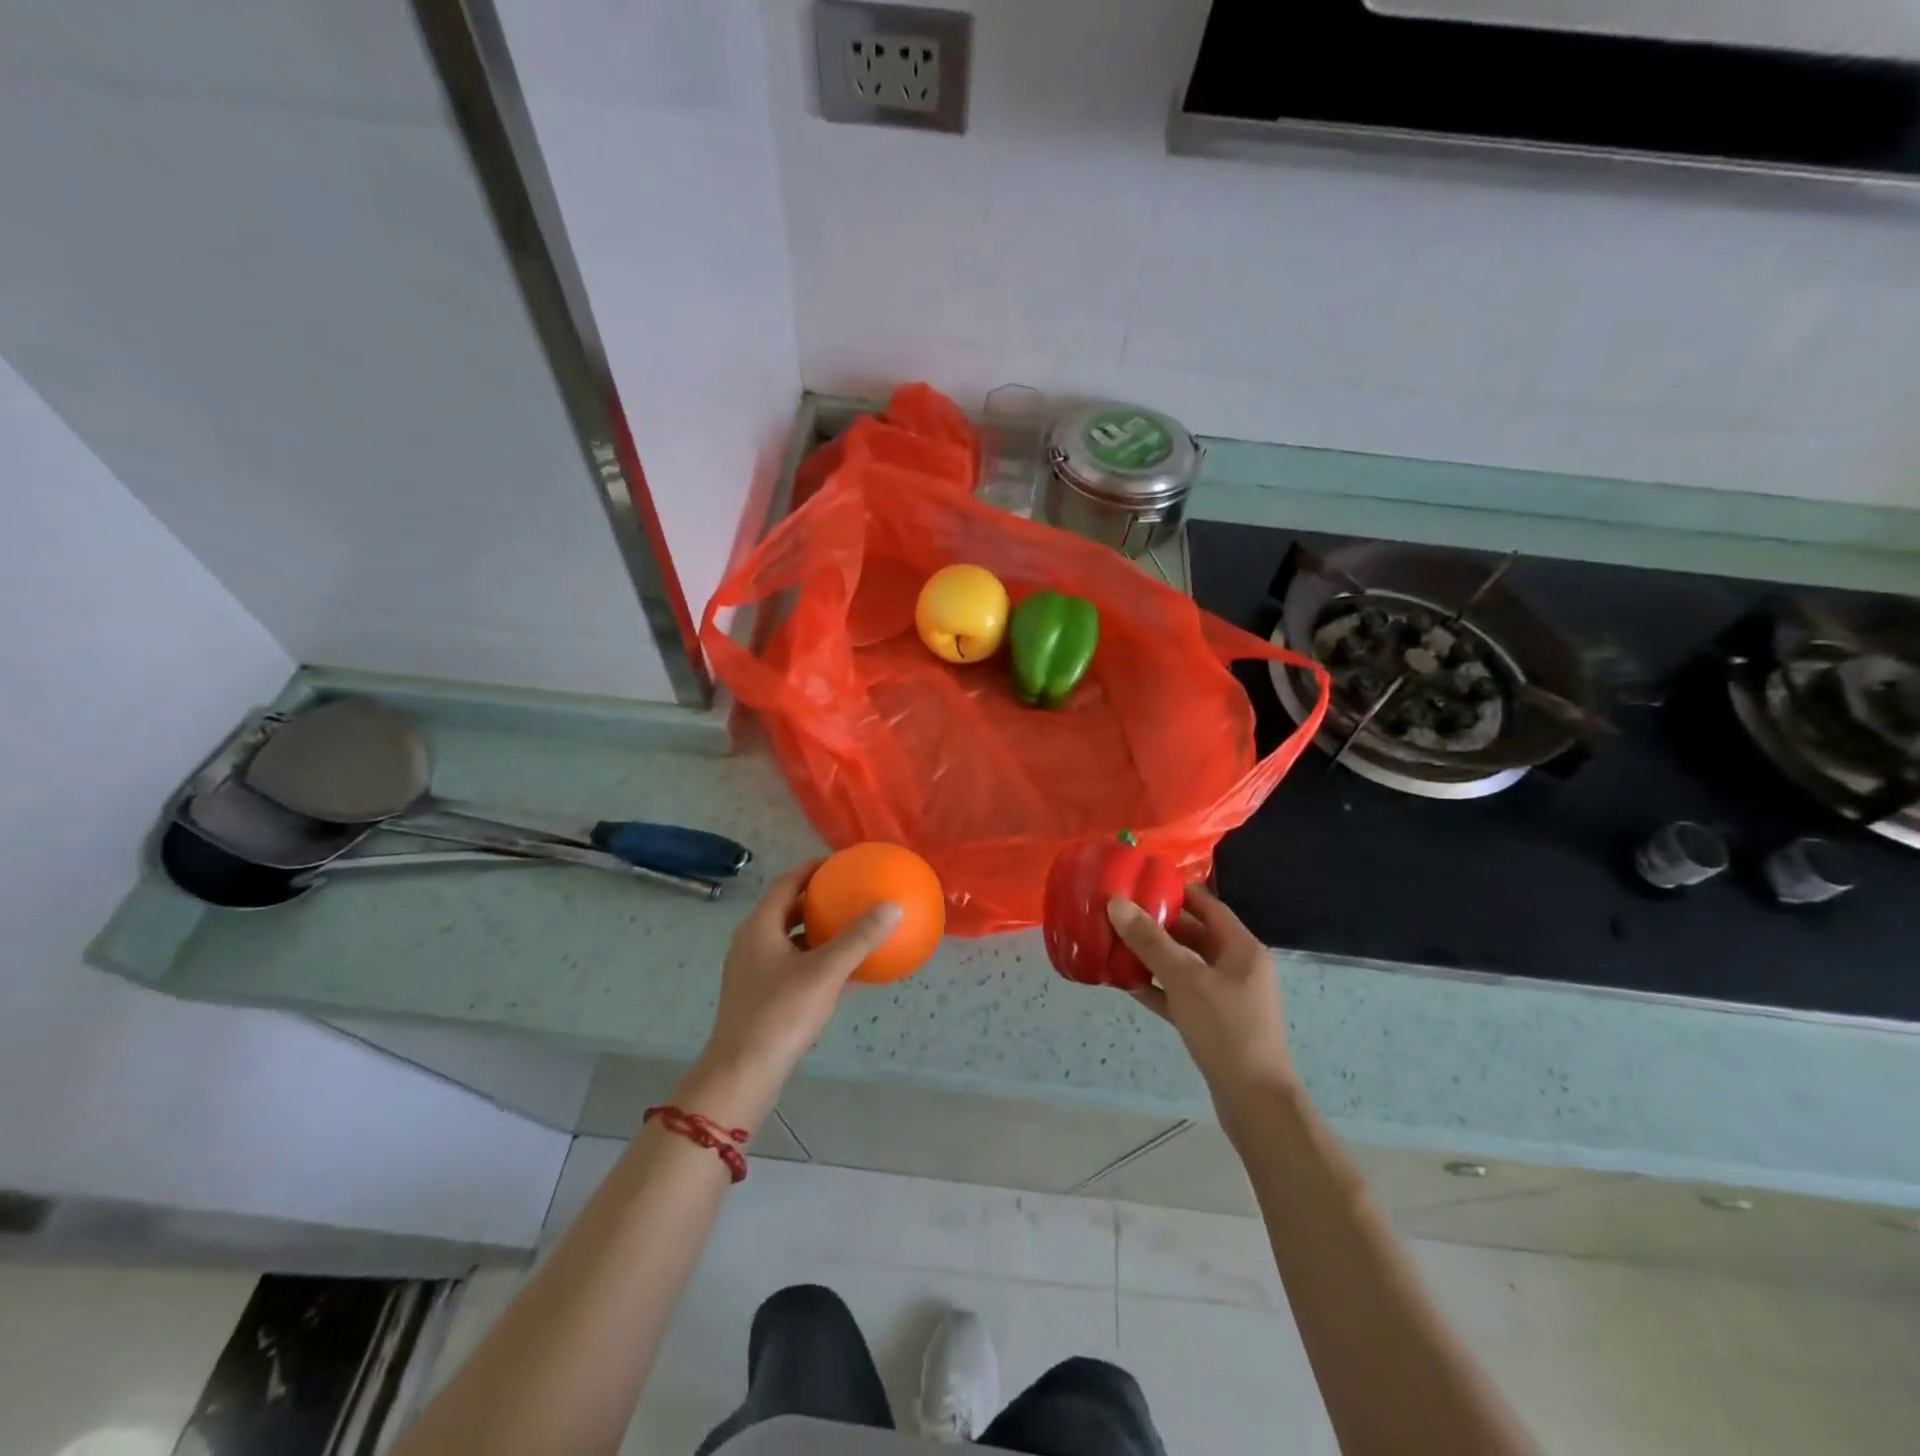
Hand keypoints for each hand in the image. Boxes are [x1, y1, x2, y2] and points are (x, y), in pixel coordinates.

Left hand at [683, 862, 901, 1130]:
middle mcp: (752, 943)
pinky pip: (793, 966)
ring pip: (790, 940)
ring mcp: (754, 972)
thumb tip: (893, 905)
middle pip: (788, 910)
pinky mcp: (760, 997)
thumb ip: (859, 938)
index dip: (813, 869)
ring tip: (852, 927)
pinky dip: (817, 960)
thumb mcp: (825, 972)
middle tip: (851, 892)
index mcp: (760, 927)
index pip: (787, 883)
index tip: (842, 863)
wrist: (743, 1074)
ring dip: (818, 931)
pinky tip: (847, 972)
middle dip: (818, 900)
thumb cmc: (780, 1014)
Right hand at [1107, 885, 1295, 1103]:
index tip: (1141, 883)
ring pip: (1185, 966)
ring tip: (1116, 945)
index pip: (1208, 905)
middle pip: (1194, 935)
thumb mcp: (1185, 979)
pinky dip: (1158, 988)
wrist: (1255, 1102)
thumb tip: (1117, 903)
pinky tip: (1127, 984)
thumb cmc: (1226, 1029)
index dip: (1177, 892)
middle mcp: (1237, 967)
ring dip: (1154, 957)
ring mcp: (1227, 997)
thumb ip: (1150, 941)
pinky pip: (1181, 995)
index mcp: (1241, 948)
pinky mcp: (1214, 1024)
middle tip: (1120, 915)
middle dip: (1159, 925)